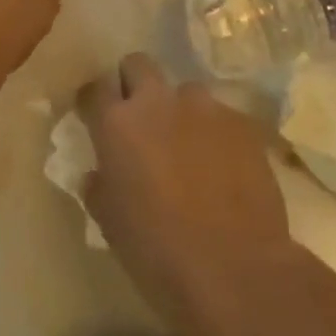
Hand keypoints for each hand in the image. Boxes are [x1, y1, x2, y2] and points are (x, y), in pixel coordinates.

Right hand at [82, 54, 299, 335]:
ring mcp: (205, 108)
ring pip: (185, 91)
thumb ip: (100, 185)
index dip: (93, 101)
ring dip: (180, 111)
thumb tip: (100, 173)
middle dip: (134, 83)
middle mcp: (159, 102)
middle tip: (140, 120)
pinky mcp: (242, 123)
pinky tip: (223, 167)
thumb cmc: (158, 252)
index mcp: (117, 124)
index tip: (94, 117)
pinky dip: (215, 134)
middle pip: (139, 64)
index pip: (94, 88)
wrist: (236, 270)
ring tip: (188, 147)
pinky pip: (221, 117)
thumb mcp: (110, 223)